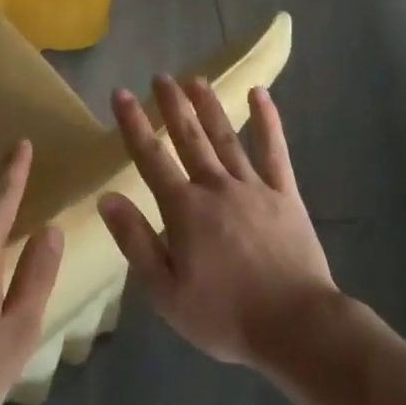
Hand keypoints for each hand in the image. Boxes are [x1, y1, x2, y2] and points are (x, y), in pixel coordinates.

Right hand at [99, 75, 338, 370]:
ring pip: (226, 137)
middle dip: (172, 105)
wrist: (297, 327)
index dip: (133, 124)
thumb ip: (136, 241)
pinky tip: (260, 95)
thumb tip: (108, 198)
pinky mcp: (286, 196)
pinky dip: (267, 122)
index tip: (121, 93)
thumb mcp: (166, 291)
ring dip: (209, 106)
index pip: (150, 157)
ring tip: (196, 79)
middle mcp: (216, 187)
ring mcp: (254, 187)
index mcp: (184, 209)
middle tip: (161, 77)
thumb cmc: (225, 316)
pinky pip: (275, 152)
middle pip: (189, 138)